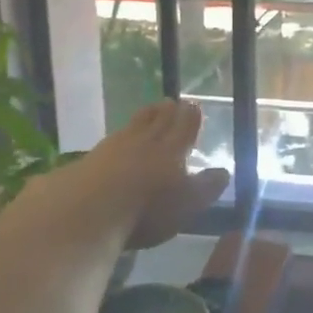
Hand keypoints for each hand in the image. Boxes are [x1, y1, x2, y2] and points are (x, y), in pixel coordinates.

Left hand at [78, 100, 230, 249]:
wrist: (88, 210)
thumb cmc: (147, 209)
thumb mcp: (188, 203)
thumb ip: (208, 187)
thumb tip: (224, 171)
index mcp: (173, 149)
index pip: (185, 127)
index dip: (190, 116)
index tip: (194, 105)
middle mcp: (146, 141)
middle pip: (159, 120)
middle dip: (168, 111)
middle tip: (172, 102)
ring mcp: (116, 146)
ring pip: (135, 124)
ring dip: (145, 115)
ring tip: (150, 109)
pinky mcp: (92, 157)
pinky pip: (114, 137)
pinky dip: (122, 132)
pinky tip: (119, 137)